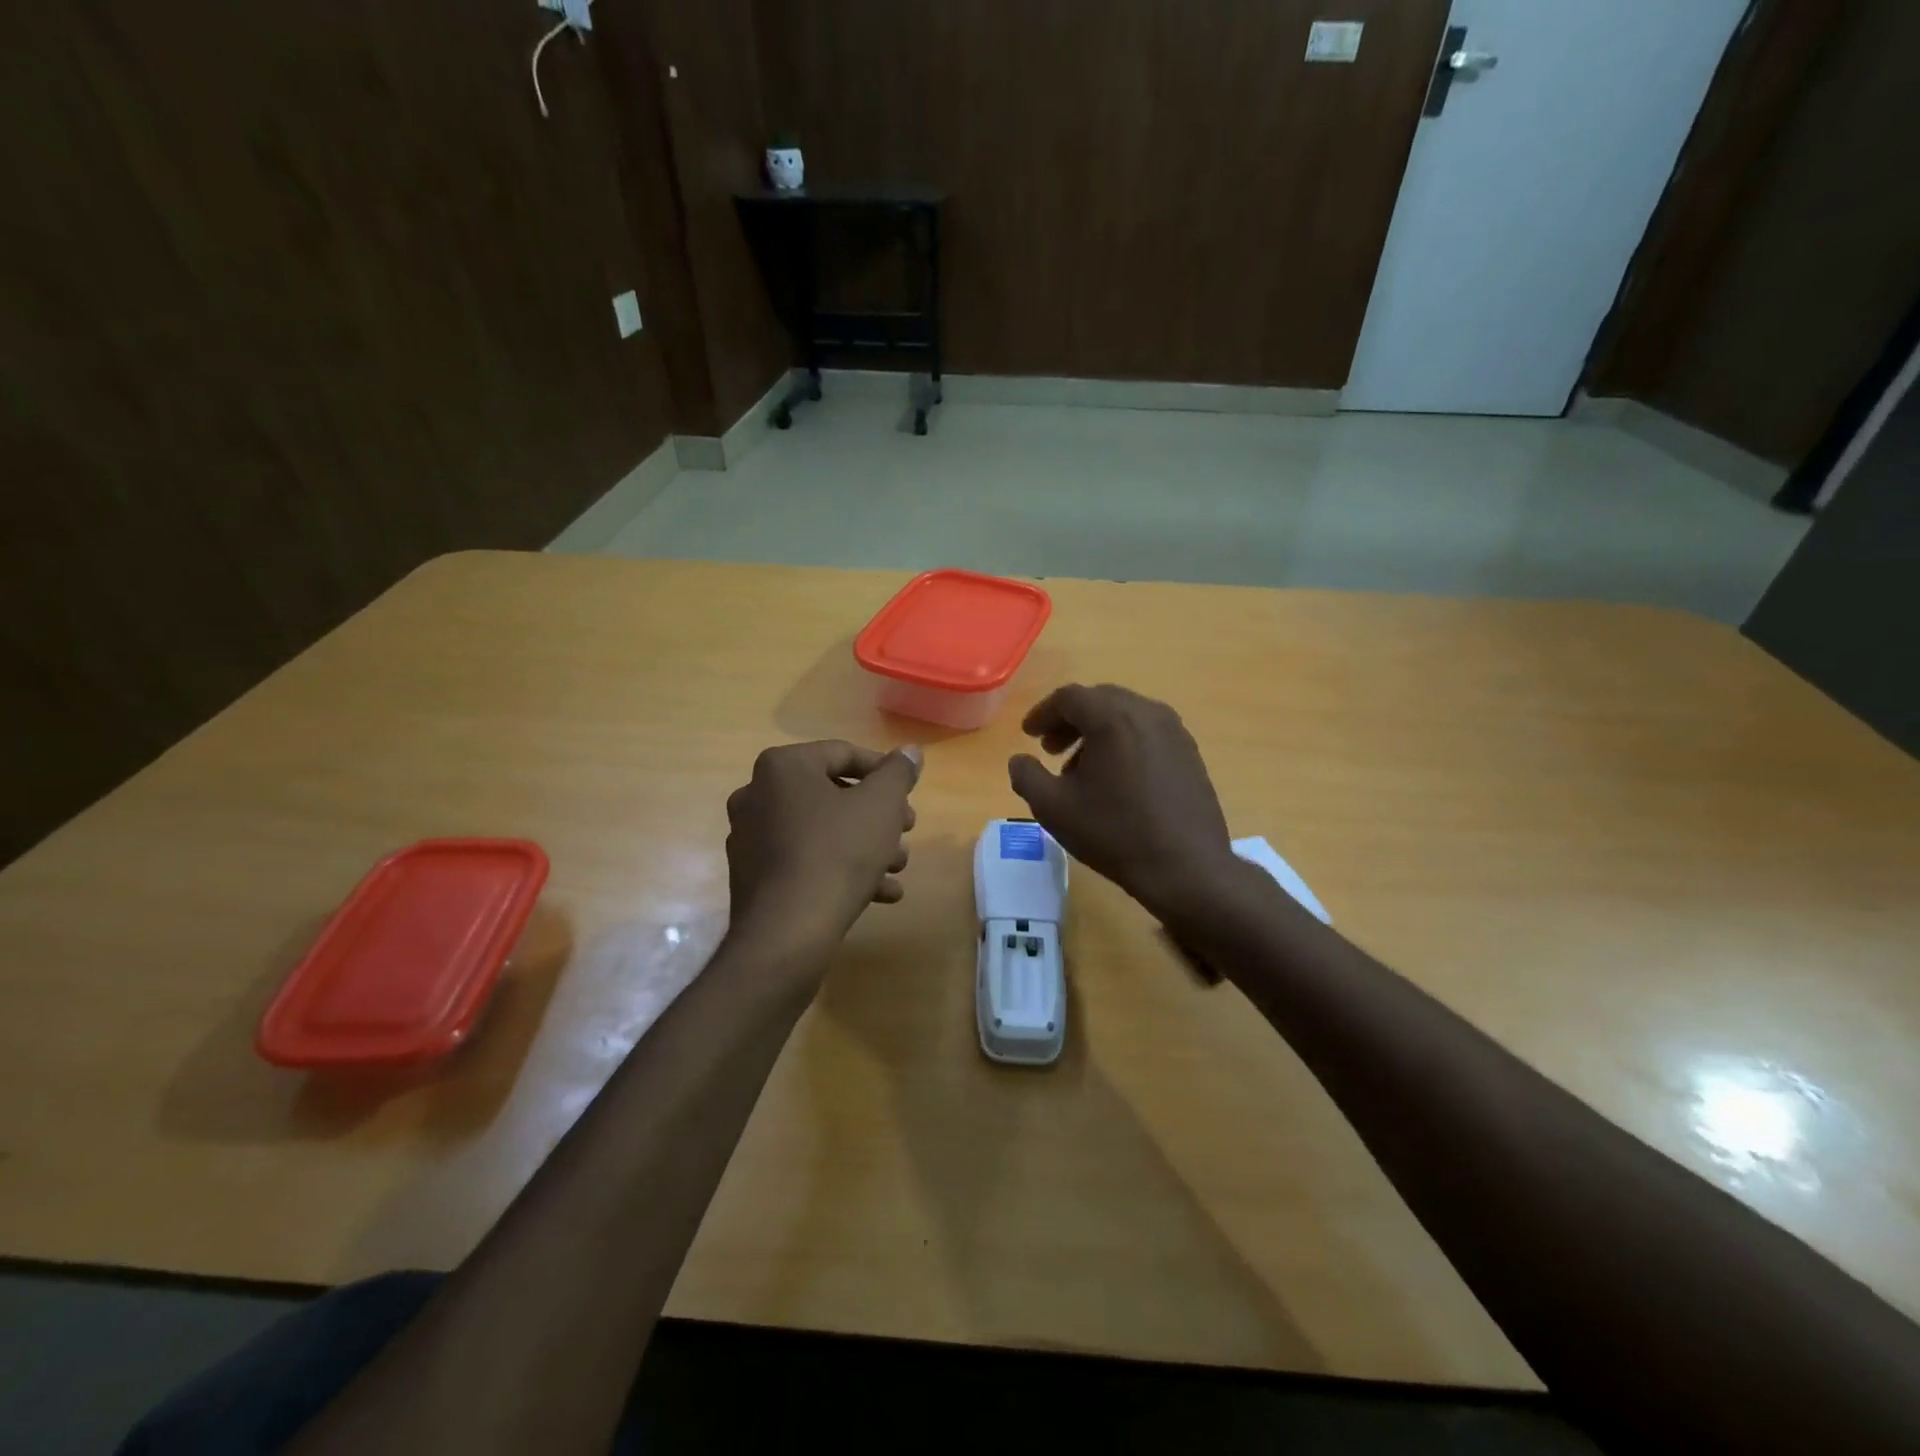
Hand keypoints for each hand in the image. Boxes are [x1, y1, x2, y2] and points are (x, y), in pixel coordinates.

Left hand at [725, 740, 921, 947]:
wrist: (787, 933)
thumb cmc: (838, 853)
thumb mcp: (881, 805)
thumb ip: (899, 773)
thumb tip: (910, 751)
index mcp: (783, 767)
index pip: (843, 754)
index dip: (884, 772)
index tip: (909, 795)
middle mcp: (757, 795)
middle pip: (832, 795)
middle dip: (876, 815)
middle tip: (906, 831)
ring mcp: (750, 838)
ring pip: (821, 832)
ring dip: (864, 845)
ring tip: (898, 867)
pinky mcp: (754, 878)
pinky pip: (805, 861)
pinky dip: (840, 870)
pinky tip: (880, 893)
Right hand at [1008, 684, 1234, 922]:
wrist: (1186, 867)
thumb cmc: (1114, 833)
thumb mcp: (1053, 808)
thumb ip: (1026, 776)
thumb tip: (1020, 760)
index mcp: (1112, 717)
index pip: (1069, 697)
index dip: (1042, 713)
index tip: (1029, 735)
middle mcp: (1146, 712)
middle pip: (1099, 701)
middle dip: (1070, 721)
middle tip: (1051, 749)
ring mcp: (1174, 731)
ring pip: (1125, 716)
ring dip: (1097, 733)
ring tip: (1081, 769)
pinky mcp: (1190, 752)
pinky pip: (1148, 733)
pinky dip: (1124, 743)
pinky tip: (1116, 780)